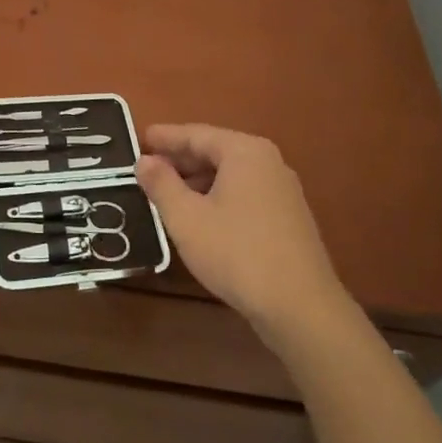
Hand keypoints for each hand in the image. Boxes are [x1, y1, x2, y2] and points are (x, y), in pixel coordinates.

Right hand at [135, 124, 345, 342]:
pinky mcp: (288, 218)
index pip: (196, 134)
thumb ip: (161, 184)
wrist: (302, 308)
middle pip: (215, 151)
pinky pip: (244, 193)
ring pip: (230, 174)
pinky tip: (200, 216)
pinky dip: (218, 196)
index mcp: (244, 151)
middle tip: (147, 167)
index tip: (140, 137)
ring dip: (197, 180)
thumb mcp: (187, 218)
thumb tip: (143, 161)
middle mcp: (268, 162)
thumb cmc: (237, 253)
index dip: (165, 137)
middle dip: (180, 159)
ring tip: (167, 193)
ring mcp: (282, 190)